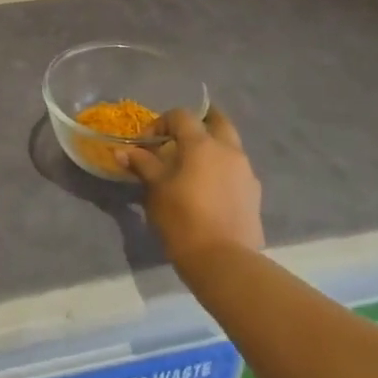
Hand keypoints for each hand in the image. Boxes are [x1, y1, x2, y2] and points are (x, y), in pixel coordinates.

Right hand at [119, 108, 264, 271]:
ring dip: (211, 148)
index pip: (181, 116)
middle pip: (217, 121)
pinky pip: (236, 170)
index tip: (147, 144)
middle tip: (179, 140)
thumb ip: (142, 164)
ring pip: (229, 146)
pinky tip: (208, 191)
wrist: (224, 261)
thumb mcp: (155, 189)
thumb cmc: (182, 219)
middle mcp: (229, 151)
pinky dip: (221, 170)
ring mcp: (246, 172)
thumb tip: (124, 151)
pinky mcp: (254, 194)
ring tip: (191, 169)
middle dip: (198, 124)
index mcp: (202, 144)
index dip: (161, 123)